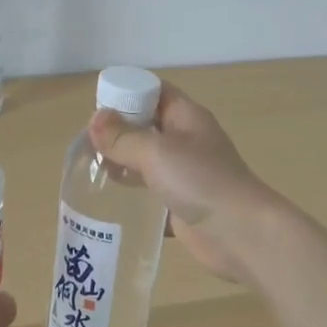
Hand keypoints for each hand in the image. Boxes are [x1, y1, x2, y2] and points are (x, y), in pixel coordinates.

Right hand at [88, 84, 283, 286]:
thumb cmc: (201, 181)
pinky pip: (150, 192)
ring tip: (90, 170)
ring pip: (146, 159)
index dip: (127, 93)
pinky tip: (108, 199)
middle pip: (147, 125)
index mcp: (186, 117)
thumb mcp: (157, 152)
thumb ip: (123, 137)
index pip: (154, 91)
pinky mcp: (180, 203)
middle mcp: (186, 141)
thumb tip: (95, 120)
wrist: (241, 234)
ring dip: (121, 162)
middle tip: (85, 144)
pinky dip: (132, 193)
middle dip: (118, 130)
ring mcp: (185, 174)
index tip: (97, 108)